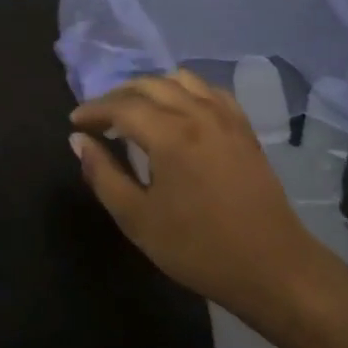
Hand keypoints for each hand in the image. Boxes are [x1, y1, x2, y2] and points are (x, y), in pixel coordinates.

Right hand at [70, 70, 326, 321]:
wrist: (273, 268)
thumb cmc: (198, 248)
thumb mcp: (138, 219)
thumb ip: (103, 175)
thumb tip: (79, 141)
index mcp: (169, 134)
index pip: (121, 106)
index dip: (93, 111)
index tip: (75, 122)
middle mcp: (197, 113)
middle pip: (149, 85)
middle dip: (117, 96)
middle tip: (99, 118)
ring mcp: (225, 117)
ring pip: (180, 80)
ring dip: (151, 88)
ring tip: (135, 111)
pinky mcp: (244, 128)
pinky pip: (209, 91)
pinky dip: (185, 91)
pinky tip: (178, 111)